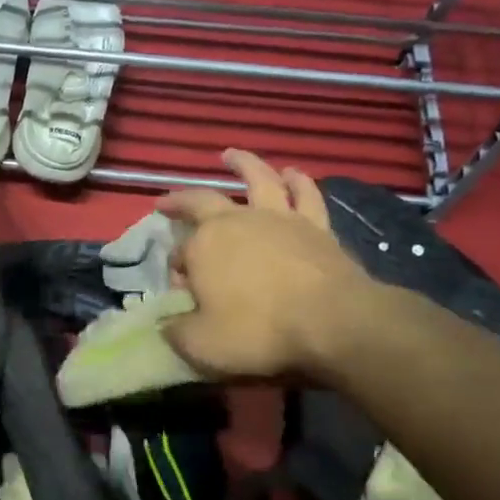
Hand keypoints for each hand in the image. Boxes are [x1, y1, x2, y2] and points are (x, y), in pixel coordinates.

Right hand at [158, 150, 379, 380]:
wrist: (332, 322)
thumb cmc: (259, 331)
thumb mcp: (202, 344)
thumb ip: (177, 331)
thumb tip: (166, 323)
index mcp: (204, 246)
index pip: (180, 254)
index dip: (176, 269)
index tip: (179, 287)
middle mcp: (237, 222)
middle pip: (203, 201)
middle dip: (181, 200)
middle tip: (167, 201)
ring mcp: (279, 218)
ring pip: (258, 179)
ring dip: (243, 164)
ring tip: (231, 156)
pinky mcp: (316, 225)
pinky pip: (305, 195)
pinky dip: (298, 181)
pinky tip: (293, 173)